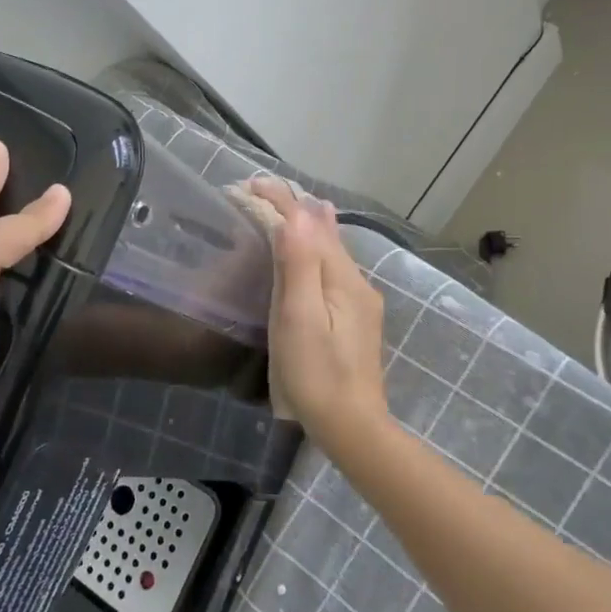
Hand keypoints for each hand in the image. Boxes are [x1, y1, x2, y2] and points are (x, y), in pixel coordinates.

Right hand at [246, 178, 389, 456]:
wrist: (353, 428)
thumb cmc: (316, 374)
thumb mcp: (300, 318)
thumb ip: (298, 265)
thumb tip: (295, 212)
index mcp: (342, 279)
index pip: (310, 226)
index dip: (281, 202)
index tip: (251, 183)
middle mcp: (357, 282)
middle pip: (325, 233)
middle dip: (295, 208)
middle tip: (262, 189)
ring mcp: (359, 302)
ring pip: (332, 250)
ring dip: (308, 226)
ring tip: (294, 205)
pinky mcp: (355, 320)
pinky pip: (333, 268)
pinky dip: (317, 248)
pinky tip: (318, 249)